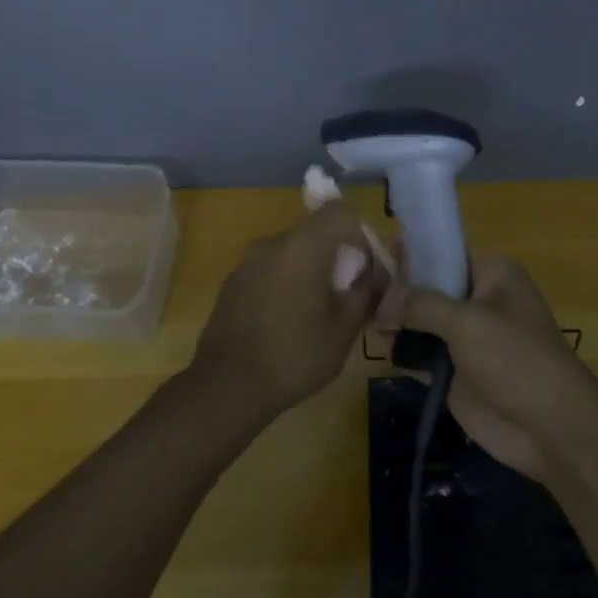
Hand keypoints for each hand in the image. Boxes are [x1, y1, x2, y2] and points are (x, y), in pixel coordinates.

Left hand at [191, 203, 386, 416]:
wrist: (226, 386)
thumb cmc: (294, 355)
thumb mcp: (344, 329)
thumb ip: (364, 292)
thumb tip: (372, 275)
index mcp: (302, 246)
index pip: (339, 212)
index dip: (359, 234)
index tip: (363, 269)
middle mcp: (271, 243)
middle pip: (314, 232)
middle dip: (336, 256)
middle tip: (345, 295)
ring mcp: (246, 262)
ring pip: (291, 252)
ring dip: (310, 271)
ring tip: (316, 313)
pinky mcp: (232, 282)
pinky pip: (270, 269)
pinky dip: (285, 283)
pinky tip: (286, 322)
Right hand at [382, 254, 597, 479]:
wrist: (550, 429)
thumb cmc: (516, 359)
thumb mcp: (467, 322)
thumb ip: (420, 304)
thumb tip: (381, 301)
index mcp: (490, 273)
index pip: (441, 252)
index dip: (407, 253)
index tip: (369, 258)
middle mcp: (475, 299)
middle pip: (424, 286)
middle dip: (394, 291)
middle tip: (357, 296)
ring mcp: (463, 337)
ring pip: (417, 320)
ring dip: (392, 322)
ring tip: (362, 322)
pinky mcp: (453, 371)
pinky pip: (418, 353)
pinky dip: (399, 351)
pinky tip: (374, 348)